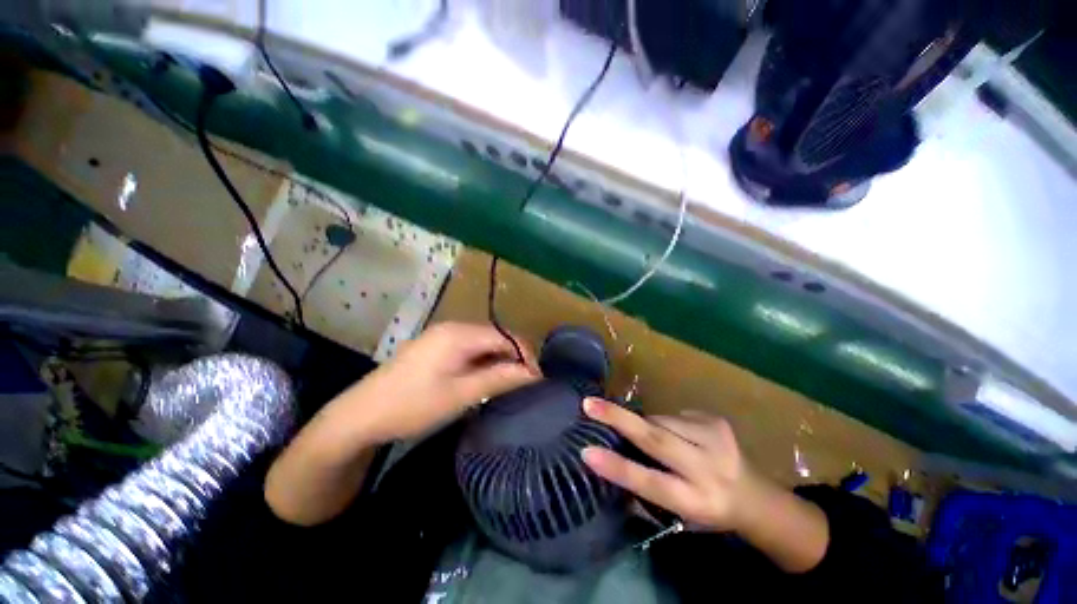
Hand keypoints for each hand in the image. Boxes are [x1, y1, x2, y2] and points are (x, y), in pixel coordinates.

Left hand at [343, 322, 540, 442]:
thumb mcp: (461, 394)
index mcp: (460, 334)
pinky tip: (484, 378)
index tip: (538, 379)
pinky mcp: (435, 346)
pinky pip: (469, 348)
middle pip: (495, 337)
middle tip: (525, 384)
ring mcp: (442, 335)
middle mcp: (453, 327)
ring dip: (499, 360)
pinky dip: (482, 361)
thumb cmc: (413, 405)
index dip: (526, 355)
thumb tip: (533, 374)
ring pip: (483, 343)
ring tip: (509, 383)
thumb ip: (499, 379)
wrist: (360, 415)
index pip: (506, 337)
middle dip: (514, 358)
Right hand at [581, 398, 829, 572]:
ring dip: (646, 424)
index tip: (586, 451)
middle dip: (618, 418)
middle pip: (657, 438)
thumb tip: (609, 459)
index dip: (617, 467)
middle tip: (589, 404)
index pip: (650, 483)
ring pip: (661, 421)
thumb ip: (646, 490)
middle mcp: (708, 469)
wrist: (758, 497)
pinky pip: (674, 416)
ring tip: (647, 436)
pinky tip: (679, 437)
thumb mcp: (680, 515)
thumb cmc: (709, 511)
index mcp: (696, 501)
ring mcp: (715, 439)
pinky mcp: (716, 420)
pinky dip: (666, 423)